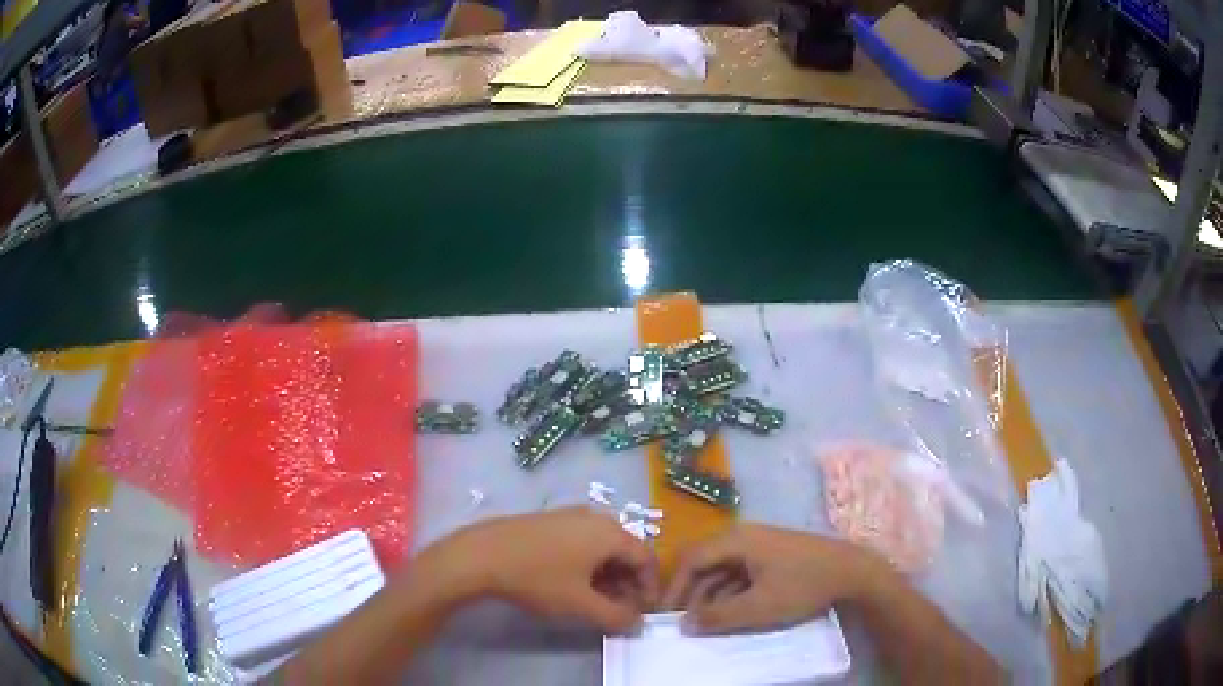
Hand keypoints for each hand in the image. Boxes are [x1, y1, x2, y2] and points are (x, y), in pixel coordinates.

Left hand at [420, 508, 658, 632]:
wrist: (482, 555)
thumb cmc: (539, 579)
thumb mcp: (582, 605)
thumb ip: (617, 617)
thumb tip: (636, 622)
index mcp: (611, 533)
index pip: (647, 559)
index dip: (650, 588)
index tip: (641, 612)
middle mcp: (596, 517)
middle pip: (626, 551)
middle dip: (628, 584)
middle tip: (619, 610)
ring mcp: (570, 515)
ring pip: (603, 548)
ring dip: (608, 576)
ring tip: (596, 601)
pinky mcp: (550, 520)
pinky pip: (582, 542)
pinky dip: (588, 565)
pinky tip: (572, 584)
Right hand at [663, 524, 884, 634]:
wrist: (852, 571)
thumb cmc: (802, 586)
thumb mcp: (758, 607)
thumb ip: (717, 617)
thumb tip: (684, 625)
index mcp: (735, 540)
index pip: (690, 561)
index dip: (674, 589)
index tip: (664, 616)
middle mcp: (742, 536)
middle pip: (704, 563)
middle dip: (690, 594)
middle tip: (684, 622)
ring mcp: (758, 544)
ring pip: (721, 569)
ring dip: (710, 595)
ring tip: (705, 623)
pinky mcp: (771, 555)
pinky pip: (739, 572)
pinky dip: (729, 592)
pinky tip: (730, 613)